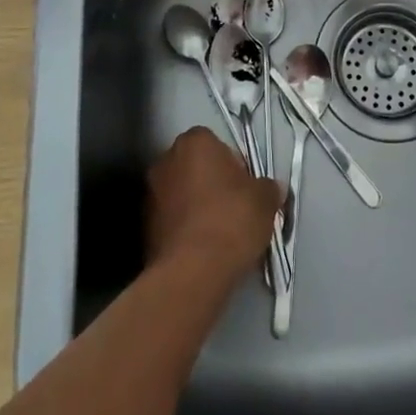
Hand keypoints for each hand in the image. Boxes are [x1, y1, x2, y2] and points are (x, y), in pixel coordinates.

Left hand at [147, 127, 282, 283]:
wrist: (192, 273)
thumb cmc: (231, 221)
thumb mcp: (264, 201)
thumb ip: (268, 188)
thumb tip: (272, 189)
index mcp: (194, 141)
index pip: (216, 144)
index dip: (233, 165)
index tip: (245, 189)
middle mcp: (166, 159)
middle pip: (195, 167)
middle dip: (212, 184)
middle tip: (234, 209)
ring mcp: (150, 193)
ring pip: (181, 194)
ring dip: (195, 206)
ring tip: (218, 234)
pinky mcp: (143, 227)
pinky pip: (171, 220)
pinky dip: (184, 229)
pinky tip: (201, 249)